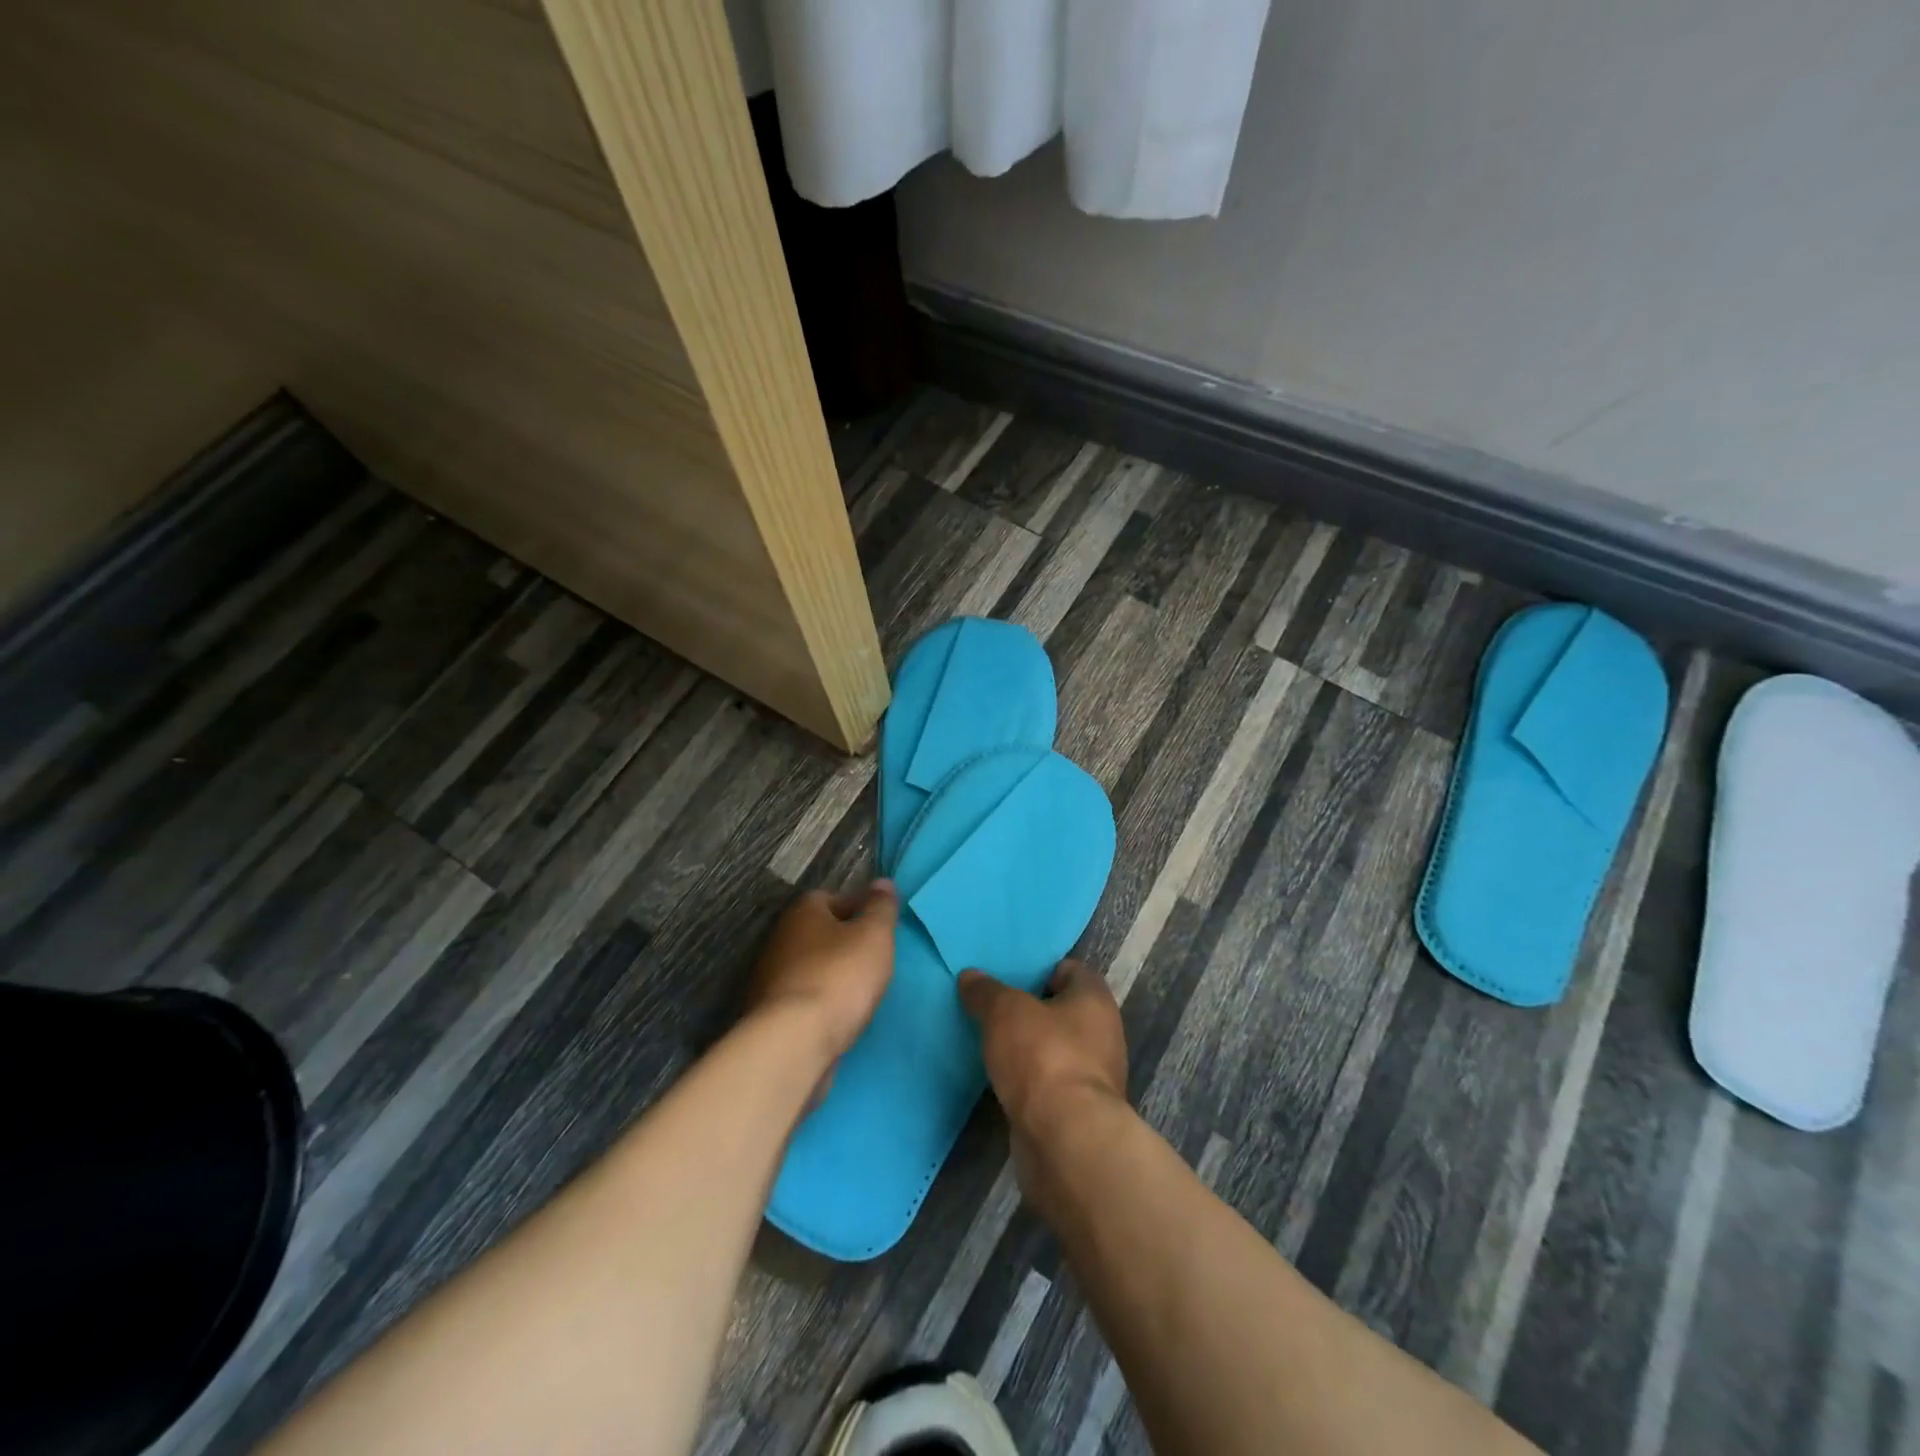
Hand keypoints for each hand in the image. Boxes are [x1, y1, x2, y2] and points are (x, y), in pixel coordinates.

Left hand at [747, 880, 896, 1064]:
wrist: (794, 1042)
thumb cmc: (839, 976)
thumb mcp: (874, 935)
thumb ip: (881, 908)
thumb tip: (882, 882)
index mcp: (802, 912)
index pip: (831, 897)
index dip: (858, 909)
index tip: (879, 927)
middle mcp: (780, 938)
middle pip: (819, 933)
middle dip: (844, 943)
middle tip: (873, 959)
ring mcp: (770, 978)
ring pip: (811, 967)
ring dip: (832, 975)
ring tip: (860, 992)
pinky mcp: (770, 1014)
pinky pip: (804, 998)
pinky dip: (821, 1003)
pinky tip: (840, 1017)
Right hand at [957, 960, 1128, 1180]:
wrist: (1065, 1141)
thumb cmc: (1043, 1057)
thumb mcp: (1005, 1011)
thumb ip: (986, 991)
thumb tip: (970, 976)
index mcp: (1095, 1000)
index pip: (1070, 970)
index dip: (1040, 969)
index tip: (1008, 975)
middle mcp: (1102, 1035)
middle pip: (1061, 1011)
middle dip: (1029, 1010)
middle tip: (991, 1007)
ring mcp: (1092, 1077)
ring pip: (1053, 1050)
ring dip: (1027, 1049)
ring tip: (989, 1042)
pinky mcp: (1076, 1113)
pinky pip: (1047, 1085)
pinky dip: (1027, 1082)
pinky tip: (999, 1080)